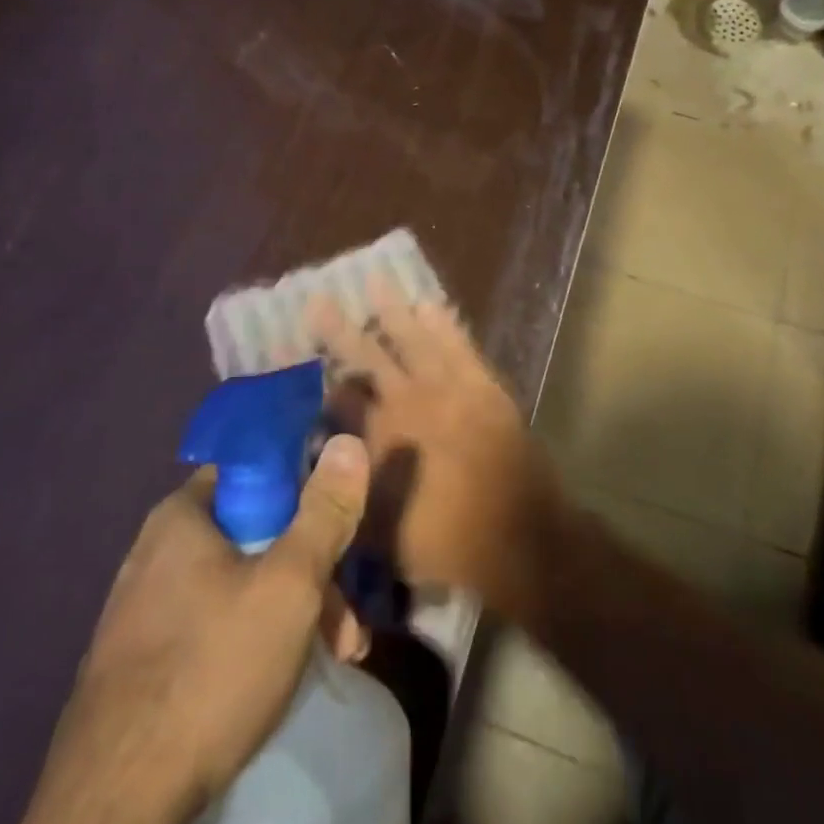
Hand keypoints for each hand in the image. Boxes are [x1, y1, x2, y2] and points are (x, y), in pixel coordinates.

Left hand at [2, 435, 370, 823]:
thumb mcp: (290, 583)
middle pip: (253, 535)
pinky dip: (252, 639)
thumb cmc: (212, 669)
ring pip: (237, 585)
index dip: (304, 491)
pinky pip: (210, 624)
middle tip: (345, 625)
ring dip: (291, 612)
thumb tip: (348, 441)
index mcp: (182, 514)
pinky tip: (278, 679)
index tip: (338, 530)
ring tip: (331, 658)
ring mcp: (142, 608)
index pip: (254, 470)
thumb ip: (324, 511)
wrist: (115, 805)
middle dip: (310, 573)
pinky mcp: (139, 660)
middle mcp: (155, 549)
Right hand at [309, 285, 565, 620]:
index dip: (322, 379)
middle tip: (318, 300)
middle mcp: (406, 402)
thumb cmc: (443, 542)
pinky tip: (429, 303)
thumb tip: (327, 464)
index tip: (307, 362)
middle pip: (366, 356)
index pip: (340, 397)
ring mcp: (446, 387)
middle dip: (339, 329)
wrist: (516, 536)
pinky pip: (457, 342)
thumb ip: (347, 494)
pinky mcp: (481, 383)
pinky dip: (443, 322)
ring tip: (375, 280)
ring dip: (391, 309)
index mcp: (377, 437)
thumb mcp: (377, 533)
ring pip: (412, 337)